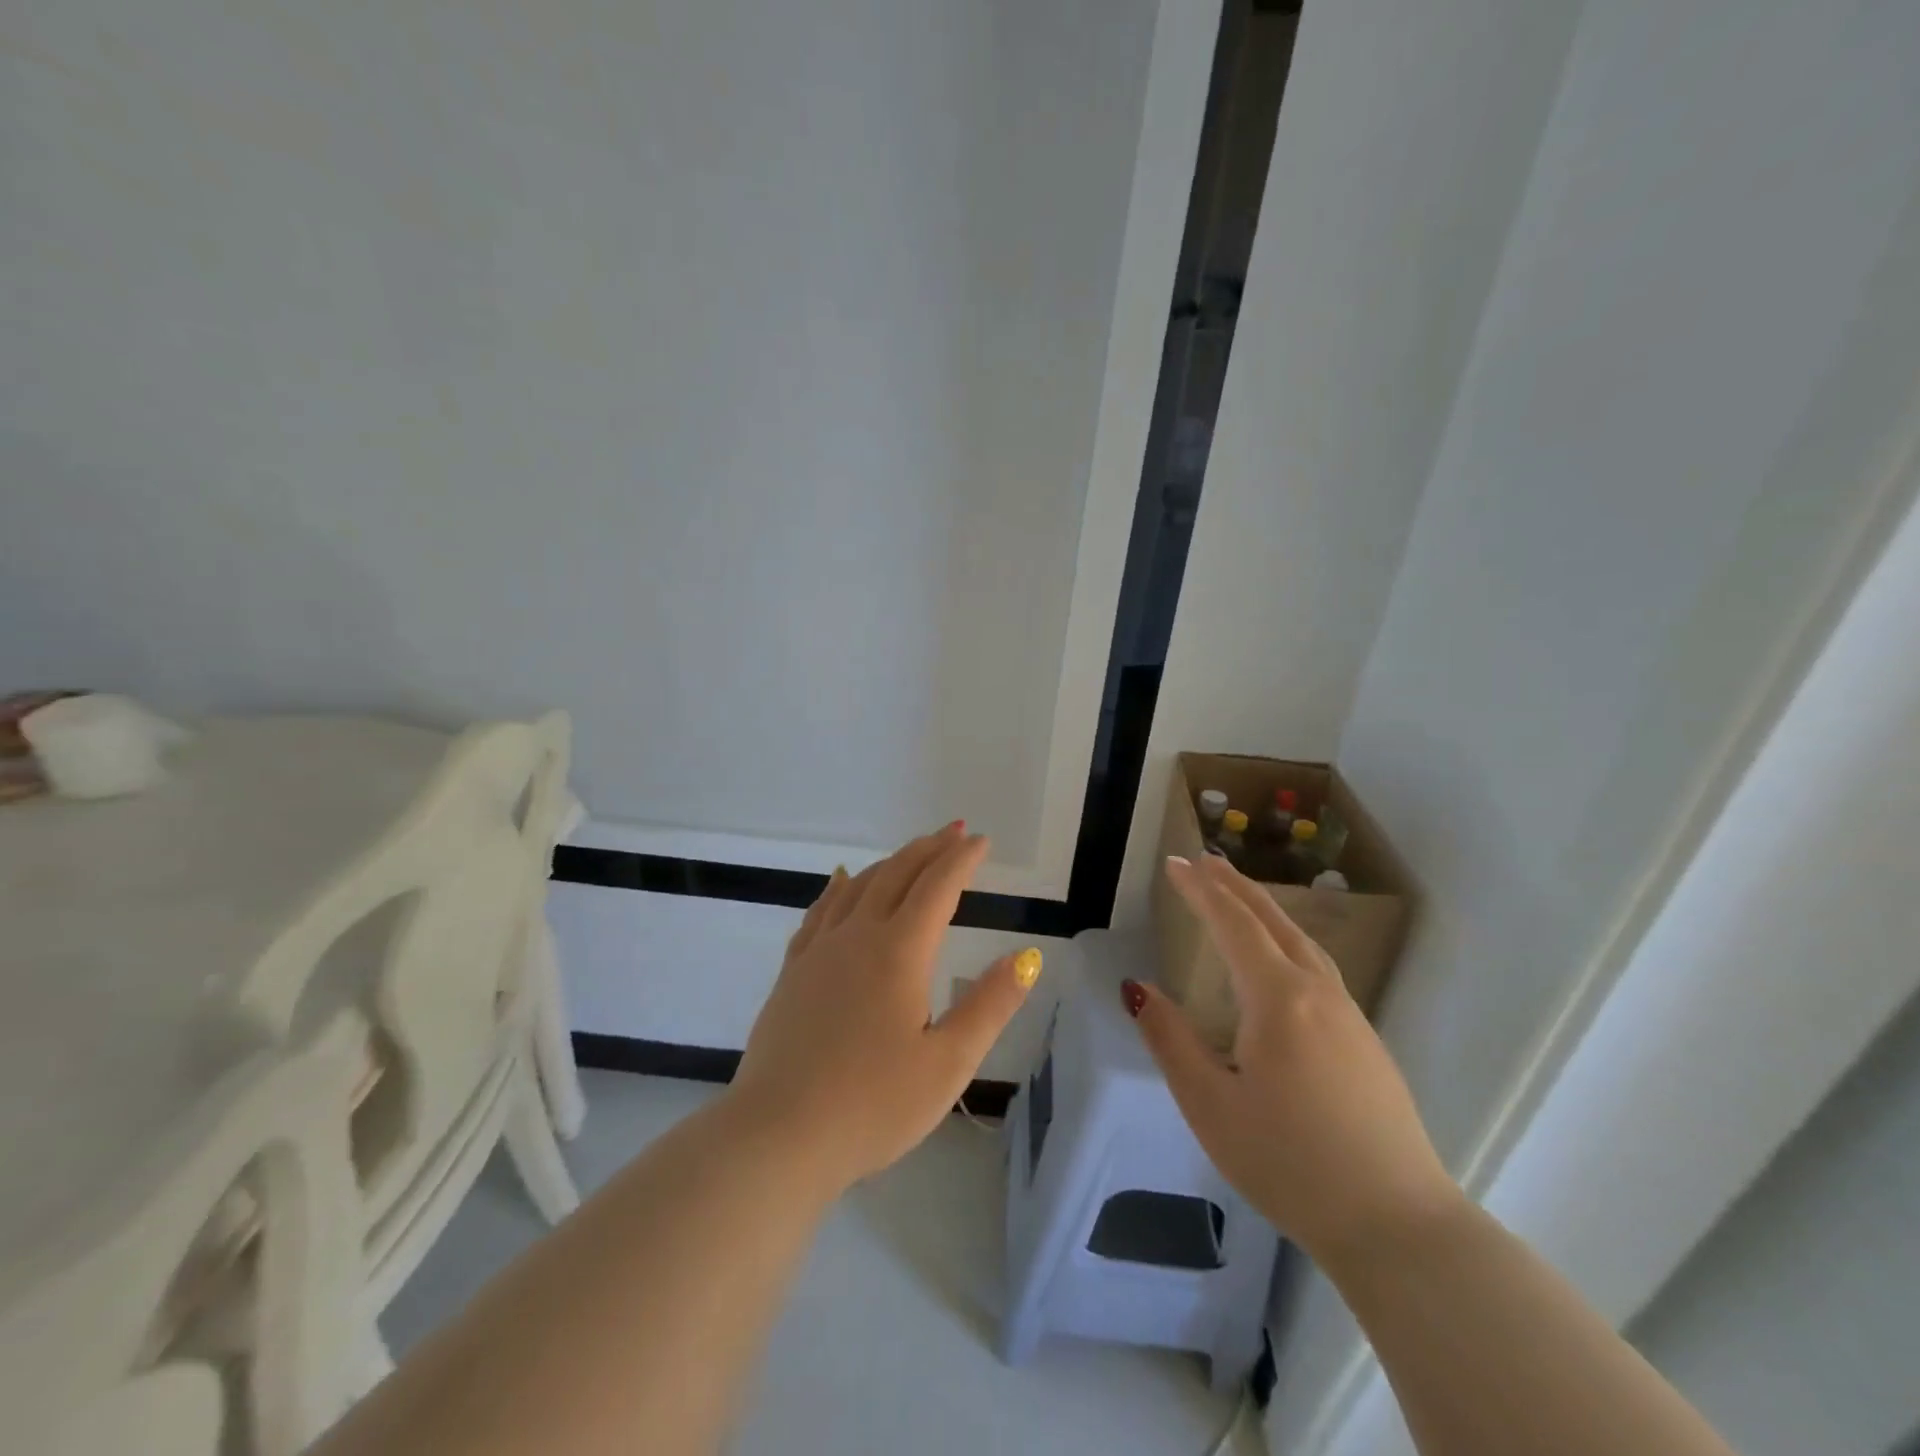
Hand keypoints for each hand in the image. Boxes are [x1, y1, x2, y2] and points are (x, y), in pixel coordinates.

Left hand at [729, 822, 1042, 1192]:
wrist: (778, 1135)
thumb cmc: (873, 1105)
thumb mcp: (948, 1063)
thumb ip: (990, 1005)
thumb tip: (1026, 956)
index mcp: (899, 951)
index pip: (938, 887)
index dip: (962, 859)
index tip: (981, 841)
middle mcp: (857, 936)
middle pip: (897, 874)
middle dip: (929, 849)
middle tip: (954, 833)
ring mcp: (819, 951)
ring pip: (858, 886)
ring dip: (890, 863)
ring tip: (911, 855)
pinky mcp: (792, 972)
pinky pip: (820, 911)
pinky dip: (839, 887)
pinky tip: (841, 883)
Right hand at [1129, 853, 1463, 1266]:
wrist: (1398, 1225)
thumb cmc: (1289, 1162)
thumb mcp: (1209, 1104)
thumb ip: (1170, 1039)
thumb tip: (1138, 988)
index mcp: (1277, 999)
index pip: (1233, 924)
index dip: (1200, 890)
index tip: (1174, 863)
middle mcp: (1317, 993)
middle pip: (1272, 922)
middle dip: (1235, 887)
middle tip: (1204, 860)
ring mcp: (1349, 1016)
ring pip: (1302, 942)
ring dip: (1265, 911)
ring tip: (1239, 897)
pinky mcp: (1365, 1042)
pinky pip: (1318, 968)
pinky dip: (1287, 941)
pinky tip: (1281, 962)